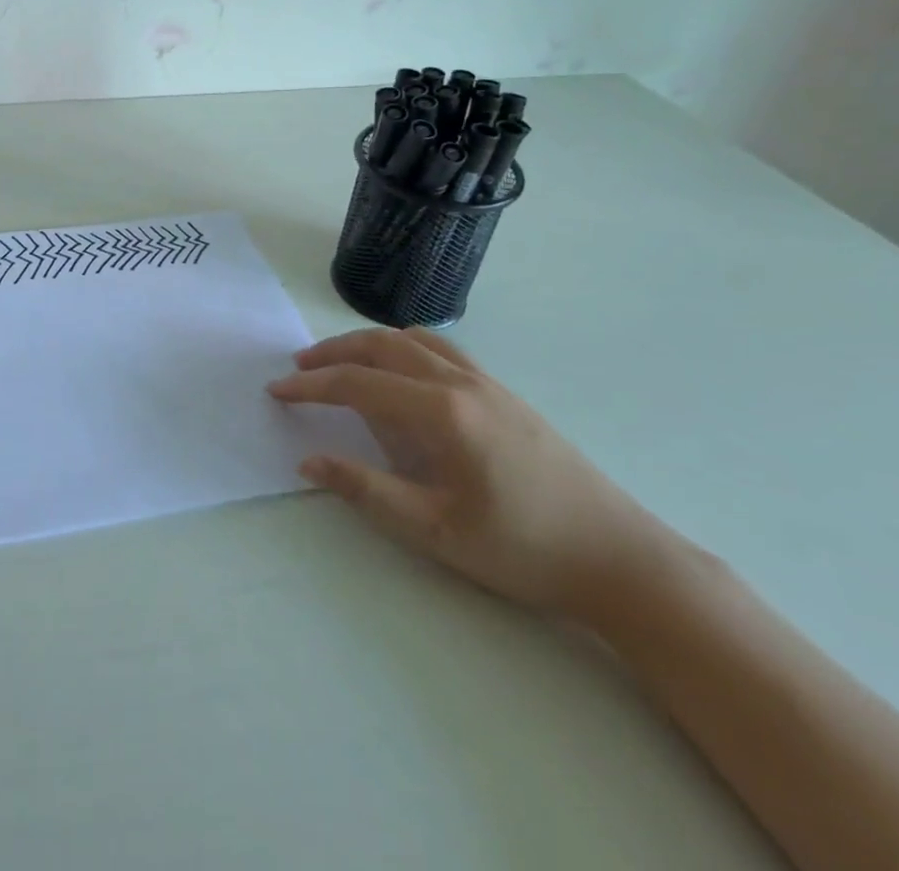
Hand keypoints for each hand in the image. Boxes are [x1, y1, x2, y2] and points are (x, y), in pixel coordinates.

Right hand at [270, 327, 676, 617]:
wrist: (621, 559)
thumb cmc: (524, 549)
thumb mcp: (436, 531)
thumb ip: (367, 490)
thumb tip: (309, 461)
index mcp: (442, 411)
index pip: (358, 383)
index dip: (312, 386)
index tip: (276, 391)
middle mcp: (462, 382)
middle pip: (382, 345)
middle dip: (334, 352)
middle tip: (300, 369)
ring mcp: (488, 383)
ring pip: (414, 341)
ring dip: (369, 345)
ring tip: (342, 366)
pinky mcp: (505, 394)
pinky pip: (441, 351)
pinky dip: (404, 349)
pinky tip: (402, 378)